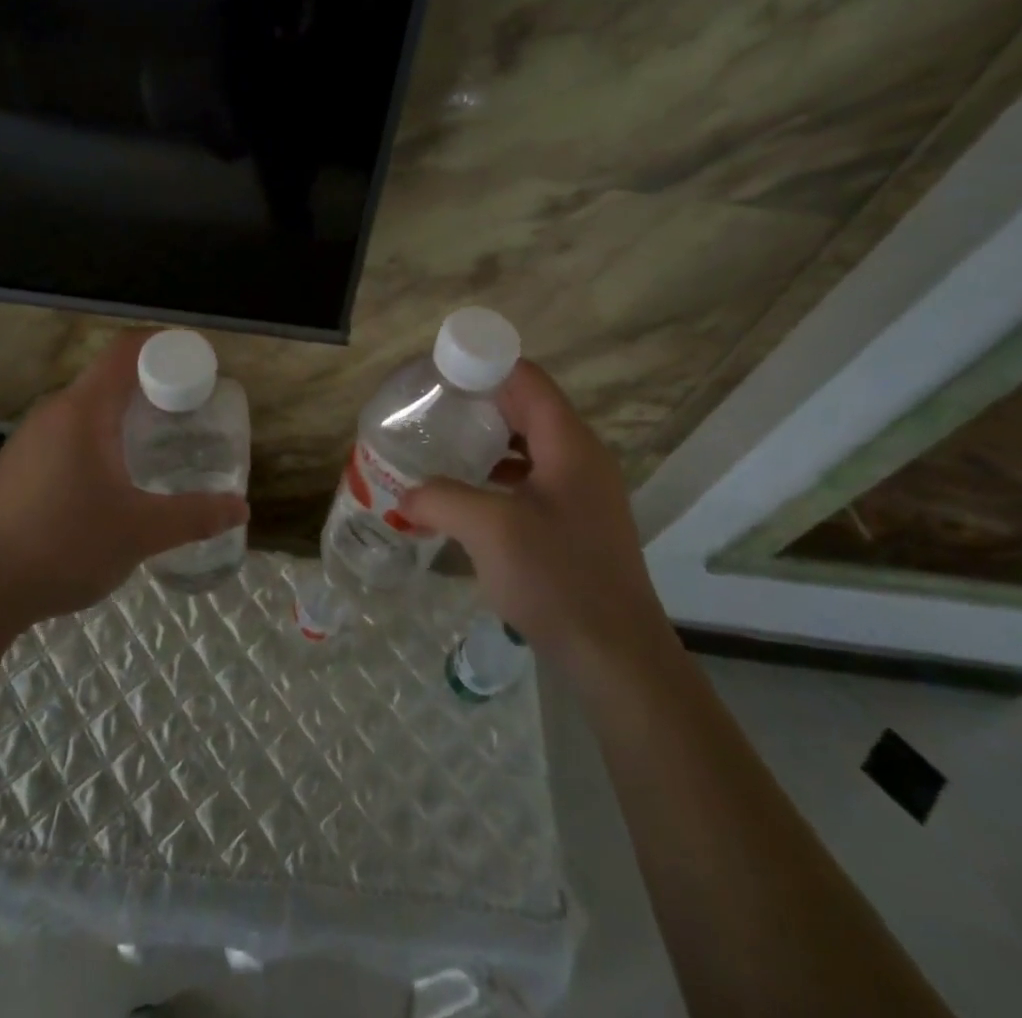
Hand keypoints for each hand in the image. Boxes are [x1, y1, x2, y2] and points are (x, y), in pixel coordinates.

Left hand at [0, 330, 249, 631]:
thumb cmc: (62, 545)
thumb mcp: (139, 533)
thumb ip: (193, 516)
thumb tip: (241, 508)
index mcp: (83, 410)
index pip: (128, 350)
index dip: (167, 345)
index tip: (200, 364)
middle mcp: (54, 411)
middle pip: (111, 378)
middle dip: (155, 387)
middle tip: (191, 413)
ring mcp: (30, 439)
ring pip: (89, 409)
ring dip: (127, 417)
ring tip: (159, 447)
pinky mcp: (17, 466)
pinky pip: (69, 434)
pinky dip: (101, 440)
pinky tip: (113, 481)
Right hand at [399, 360, 675, 683]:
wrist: (615, 655)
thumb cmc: (557, 578)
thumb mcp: (489, 530)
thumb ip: (441, 499)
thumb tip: (405, 495)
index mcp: (569, 444)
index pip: (527, 380)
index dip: (484, 366)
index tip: (439, 373)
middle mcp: (581, 458)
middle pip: (528, 408)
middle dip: (480, 402)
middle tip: (432, 407)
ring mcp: (582, 491)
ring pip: (530, 444)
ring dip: (489, 440)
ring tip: (443, 443)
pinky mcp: (576, 521)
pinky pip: (533, 477)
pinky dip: (500, 473)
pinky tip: (467, 492)